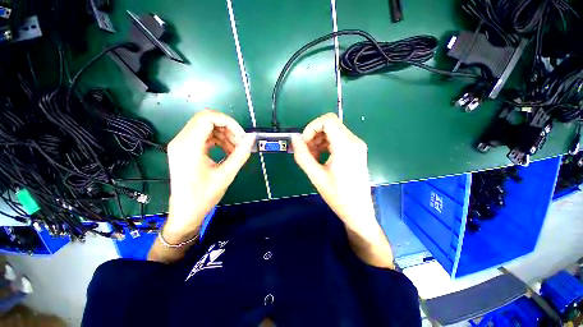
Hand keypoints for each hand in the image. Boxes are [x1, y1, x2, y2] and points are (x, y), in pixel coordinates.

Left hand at [164, 109, 254, 242]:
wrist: (186, 212)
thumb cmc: (204, 196)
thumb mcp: (226, 175)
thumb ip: (240, 155)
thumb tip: (251, 138)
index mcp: (188, 146)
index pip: (208, 118)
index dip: (229, 122)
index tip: (242, 137)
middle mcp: (181, 140)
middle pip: (207, 119)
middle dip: (228, 128)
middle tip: (240, 143)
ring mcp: (182, 144)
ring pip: (207, 127)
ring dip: (225, 135)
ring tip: (236, 150)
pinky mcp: (186, 149)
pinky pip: (205, 136)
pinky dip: (219, 140)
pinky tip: (228, 151)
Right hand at [292, 113, 393, 267]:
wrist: (358, 211)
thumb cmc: (338, 196)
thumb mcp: (316, 175)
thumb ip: (303, 155)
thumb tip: (294, 138)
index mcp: (346, 146)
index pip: (327, 120)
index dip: (311, 127)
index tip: (304, 143)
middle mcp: (354, 141)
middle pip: (330, 125)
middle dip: (314, 135)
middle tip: (306, 152)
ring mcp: (357, 145)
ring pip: (333, 132)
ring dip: (319, 140)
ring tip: (312, 157)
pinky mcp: (356, 151)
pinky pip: (338, 140)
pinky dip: (326, 145)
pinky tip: (320, 158)